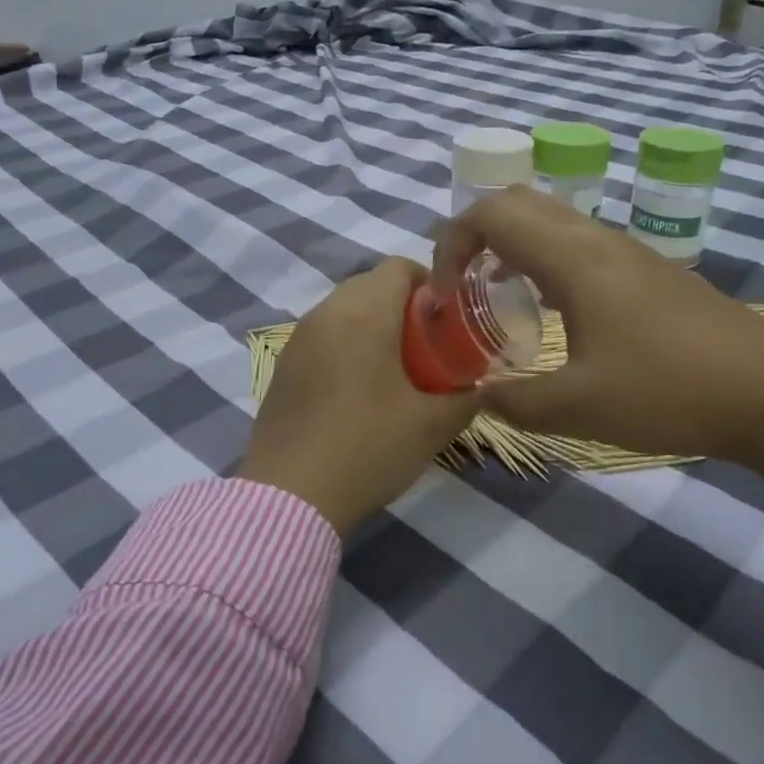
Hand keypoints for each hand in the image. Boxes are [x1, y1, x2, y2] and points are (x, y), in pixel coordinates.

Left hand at [237, 258, 481, 537]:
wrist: (291, 496)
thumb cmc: (368, 447)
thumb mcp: (431, 426)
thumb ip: (465, 398)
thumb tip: (481, 388)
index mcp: (364, 312)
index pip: (399, 267)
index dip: (430, 284)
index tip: (447, 320)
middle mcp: (326, 312)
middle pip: (371, 285)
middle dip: (403, 307)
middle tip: (427, 348)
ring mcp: (298, 339)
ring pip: (344, 311)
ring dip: (372, 326)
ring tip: (394, 372)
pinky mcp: (282, 366)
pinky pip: (322, 337)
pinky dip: (345, 346)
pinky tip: (357, 393)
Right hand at [432, 188, 763, 531]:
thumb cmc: (668, 390)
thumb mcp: (579, 407)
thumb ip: (515, 401)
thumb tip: (478, 396)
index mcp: (571, 258)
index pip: (490, 214)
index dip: (451, 244)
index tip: (444, 293)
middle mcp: (594, 239)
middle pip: (518, 202)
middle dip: (476, 235)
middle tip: (463, 286)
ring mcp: (624, 250)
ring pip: (550, 219)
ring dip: (511, 246)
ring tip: (498, 298)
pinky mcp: (645, 269)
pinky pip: (576, 241)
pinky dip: (543, 258)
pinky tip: (552, 310)